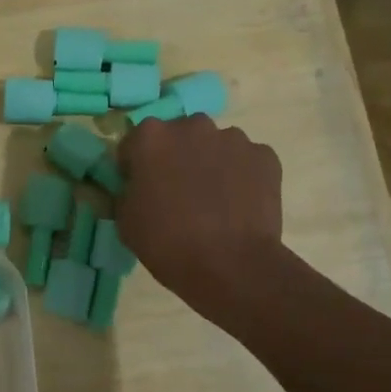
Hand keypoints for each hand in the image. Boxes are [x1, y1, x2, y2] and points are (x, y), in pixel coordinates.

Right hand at [115, 115, 282, 313]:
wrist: (230, 265)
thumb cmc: (167, 242)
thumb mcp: (125, 221)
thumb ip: (125, 191)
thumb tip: (134, 186)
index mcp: (151, 136)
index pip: (135, 143)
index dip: (135, 167)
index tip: (141, 190)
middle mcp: (192, 126)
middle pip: (178, 137)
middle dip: (176, 158)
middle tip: (178, 194)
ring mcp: (233, 138)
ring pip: (215, 146)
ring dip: (210, 164)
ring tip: (214, 202)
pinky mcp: (265, 156)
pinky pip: (246, 161)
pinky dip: (241, 176)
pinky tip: (238, 205)